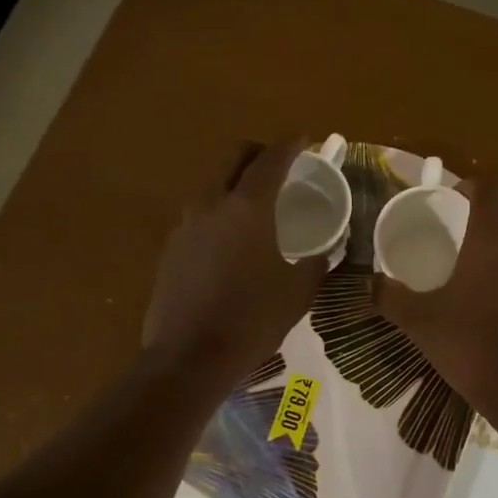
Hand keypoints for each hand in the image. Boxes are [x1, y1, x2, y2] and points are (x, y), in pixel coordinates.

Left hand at [143, 140, 326, 383]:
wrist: (188, 357)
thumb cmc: (251, 321)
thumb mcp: (297, 293)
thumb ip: (316, 264)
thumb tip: (327, 251)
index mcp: (247, 207)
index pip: (271, 159)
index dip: (290, 144)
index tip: (304, 139)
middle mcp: (211, 204)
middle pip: (233, 157)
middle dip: (257, 152)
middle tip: (278, 164)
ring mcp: (184, 225)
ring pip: (211, 184)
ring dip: (234, 182)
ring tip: (255, 204)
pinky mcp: (170, 249)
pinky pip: (198, 216)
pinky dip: (217, 213)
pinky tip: (230, 242)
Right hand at [373, 175, 497, 418]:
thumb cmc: (471, 346)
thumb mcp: (420, 322)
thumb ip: (391, 296)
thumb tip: (372, 282)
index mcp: (494, 240)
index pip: (490, 188)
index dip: (471, 186)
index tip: (454, 199)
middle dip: (491, 218)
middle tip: (465, 238)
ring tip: (483, 276)